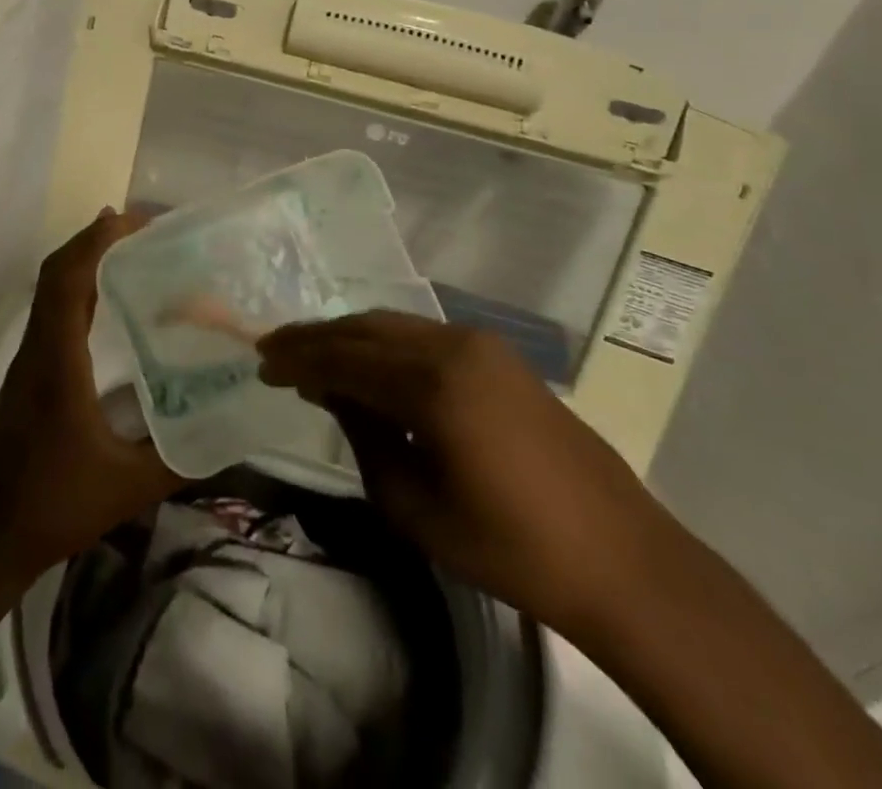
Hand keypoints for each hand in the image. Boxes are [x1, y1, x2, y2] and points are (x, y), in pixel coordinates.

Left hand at [0, 210, 182, 585]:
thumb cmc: (51, 508)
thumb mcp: (128, 488)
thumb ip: (182, 458)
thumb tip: (233, 431)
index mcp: (56, 362)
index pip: (67, 279)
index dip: (97, 241)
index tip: (138, 220)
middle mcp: (37, 349)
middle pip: (57, 273)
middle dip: (97, 240)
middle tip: (147, 228)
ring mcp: (27, 362)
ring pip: (51, 290)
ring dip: (87, 260)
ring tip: (135, 251)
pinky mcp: (27, 376)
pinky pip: (52, 313)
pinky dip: (79, 289)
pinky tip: (110, 302)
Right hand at [257, 312, 669, 632]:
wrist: (618, 557)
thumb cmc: (509, 547)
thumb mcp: (415, 506)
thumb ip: (365, 437)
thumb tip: (333, 393)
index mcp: (433, 384)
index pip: (346, 357)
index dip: (299, 358)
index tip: (262, 362)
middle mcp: (455, 345)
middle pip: (367, 327)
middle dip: (318, 337)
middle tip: (276, 350)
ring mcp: (482, 344)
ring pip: (396, 325)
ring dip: (352, 336)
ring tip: (313, 355)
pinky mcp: (500, 355)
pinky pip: (425, 336)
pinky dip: (387, 344)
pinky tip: (370, 364)